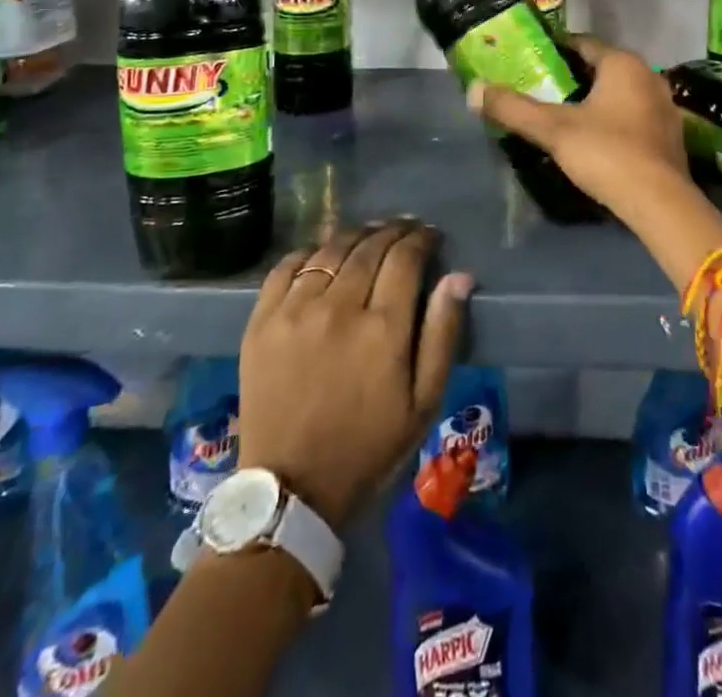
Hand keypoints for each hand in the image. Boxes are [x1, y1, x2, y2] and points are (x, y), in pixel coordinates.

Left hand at [238, 223, 470, 530]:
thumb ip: (443, 334)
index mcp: (383, 328)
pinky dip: (309, 252)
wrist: (291, 490)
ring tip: (368, 237)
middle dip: (393, 231)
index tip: (430, 236)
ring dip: (355, 236)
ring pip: (330, 249)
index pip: (406, 257)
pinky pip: (286, 267)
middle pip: (370, 246)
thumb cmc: (368, 447)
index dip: (422, 239)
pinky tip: (322, 255)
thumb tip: (460, 276)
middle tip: (405, 230)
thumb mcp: (423, 402)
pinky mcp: (262, 321)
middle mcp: (338, 307)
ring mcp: (295, 311)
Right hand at [469, 35, 693, 224]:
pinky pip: (634, 114)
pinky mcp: (670, 134)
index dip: (555, 51)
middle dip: (573, 77)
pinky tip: (596, 138)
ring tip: (564, 115)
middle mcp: (649, 75)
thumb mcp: (553, 129)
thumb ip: (513, 109)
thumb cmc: (606, 152)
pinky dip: (614, 119)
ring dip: (595, 99)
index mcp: (624, 63)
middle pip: (602, 67)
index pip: (583, 43)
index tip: (530, 62)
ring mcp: (665, 105)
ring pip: (620, 92)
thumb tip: (473, 90)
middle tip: (542, 90)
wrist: (659, 203)